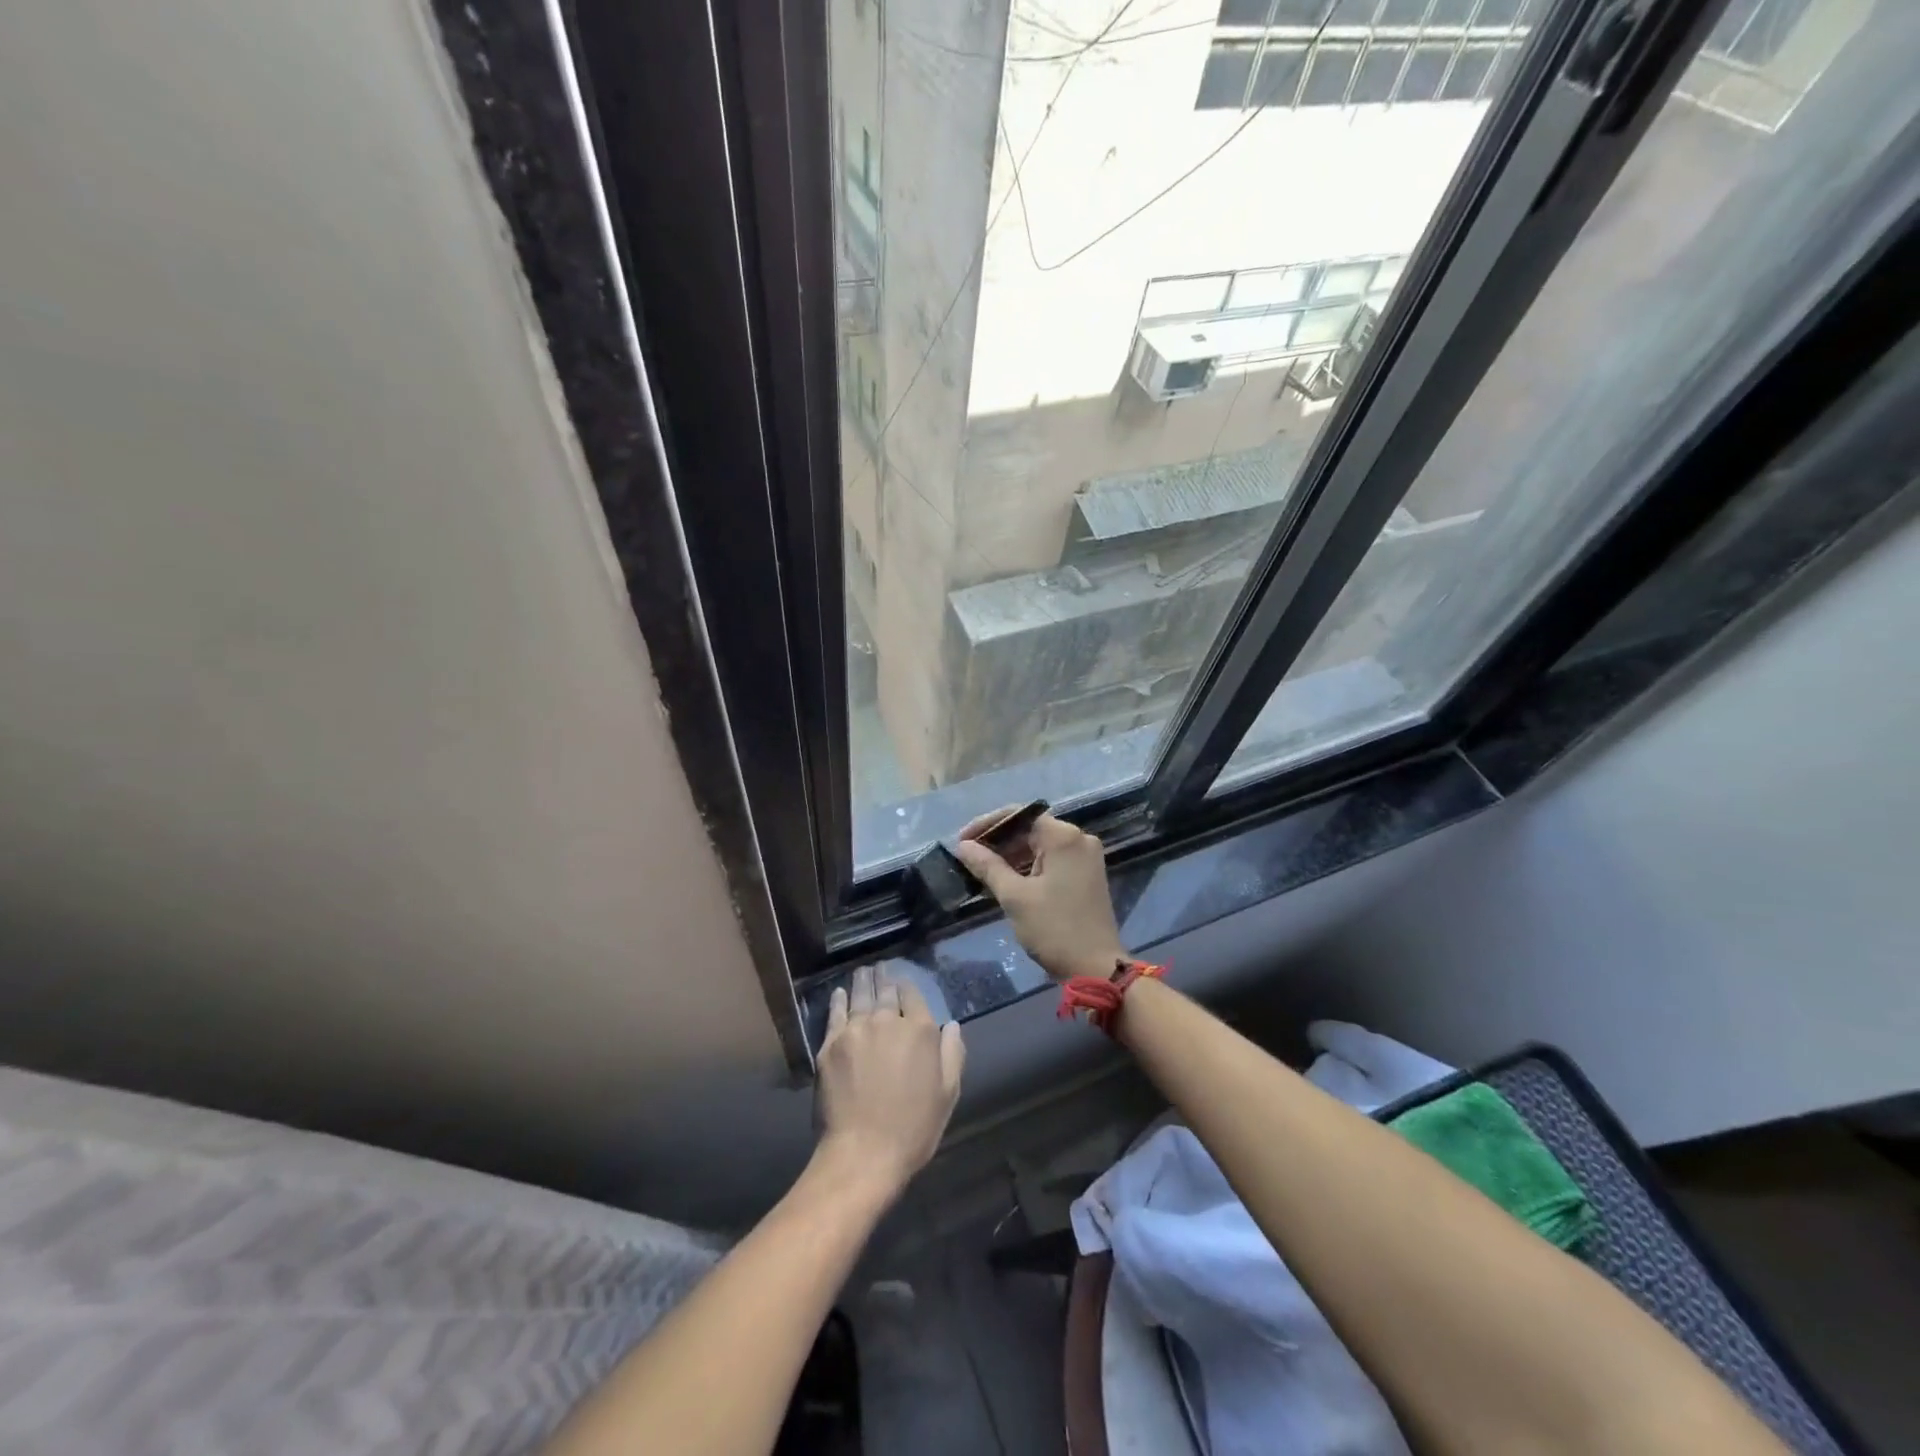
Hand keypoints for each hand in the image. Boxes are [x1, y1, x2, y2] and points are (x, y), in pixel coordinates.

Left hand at [816, 965, 964, 1196]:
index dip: (907, 987)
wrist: (863, 1153)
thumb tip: (951, 1025)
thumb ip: (953, 1054)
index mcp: (919, 1031)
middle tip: (880, 968)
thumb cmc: (913, 1128)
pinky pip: (835, 1014)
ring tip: (863, 972)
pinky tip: (839, 993)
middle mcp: (887, 1021)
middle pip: (885, 991)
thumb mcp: (947, 1094)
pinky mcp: (830, 1044)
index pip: (913, 996)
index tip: (903, 982)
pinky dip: (838, 1000)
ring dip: (863, 982)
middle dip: (884, 978)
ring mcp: (856, 1030)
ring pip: (860, 997)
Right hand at [953, 809, 1127, 982]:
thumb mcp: (1015, 897)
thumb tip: (963, 845)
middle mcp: (1079, 839)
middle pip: (1030, 828)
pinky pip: (1052, 860)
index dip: (987, 824)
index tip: (962, 841)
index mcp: (1063, 837)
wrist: (1096, 968)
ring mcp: (1086, 857)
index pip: (1018, 815)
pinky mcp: (1087, 875)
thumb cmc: (1054, 929)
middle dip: (998, 841)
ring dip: (1012, 855)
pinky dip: (1030, 866)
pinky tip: (1007, 879)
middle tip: (969, 857)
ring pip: (1041, 845)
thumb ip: (988, 866)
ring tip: (982, 869)